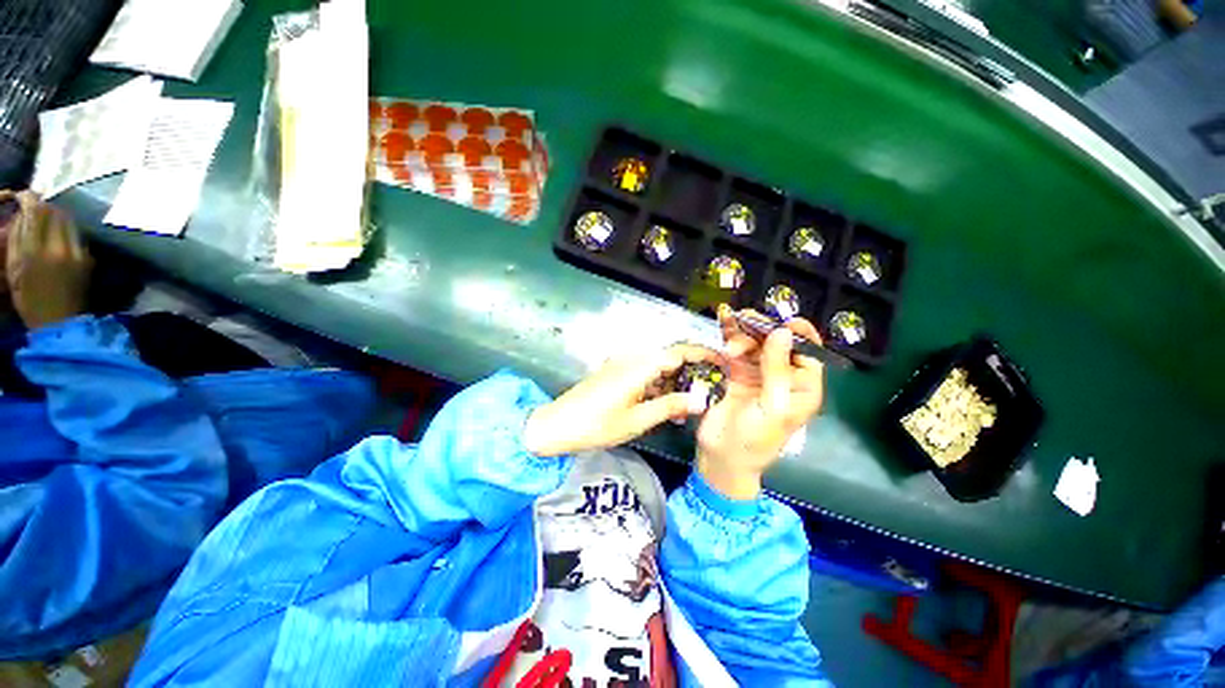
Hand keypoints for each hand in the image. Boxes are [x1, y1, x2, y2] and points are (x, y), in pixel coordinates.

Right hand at [5, 191, 92, 328]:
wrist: (60, 323)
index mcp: (34, 251)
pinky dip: (67, 229)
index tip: (23, 195)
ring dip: (57, 215)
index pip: (35, 212)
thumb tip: (22, 214)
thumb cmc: (29, 299)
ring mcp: (77, 253)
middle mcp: (58, 248)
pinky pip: (77, 235)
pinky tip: (60, 234)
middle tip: (36, 207)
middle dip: (45, 205)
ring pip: (69, 221)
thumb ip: (17, 239)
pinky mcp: (88, 259)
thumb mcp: (14, 268)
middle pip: (55, 212)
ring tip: (48, 218)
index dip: (29, 199)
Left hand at [523, 344, 722, 457]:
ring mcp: (622, 364)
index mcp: (640, 365)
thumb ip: (670, 406)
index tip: (723, 363)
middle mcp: (632, 358)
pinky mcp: (615, 373)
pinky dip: (657, 386)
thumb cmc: (598, 425)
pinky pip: (644, 374)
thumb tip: (702, 399)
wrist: (557, 425)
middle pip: (669, 357)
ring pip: (657, 366)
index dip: (703, 354)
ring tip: (687, 405)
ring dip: (674, 381)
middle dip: (691, 371)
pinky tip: (664, 405)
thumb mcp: (638, 419)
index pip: (679, 351)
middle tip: (707, 392)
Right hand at [695, 306, 825, 498]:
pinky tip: (724, 319)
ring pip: (755, 342)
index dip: (800, 334)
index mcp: (802, 387)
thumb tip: (783, 332)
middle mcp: (781, 376)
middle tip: (747, 320)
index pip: (808, 353)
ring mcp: (756, 372)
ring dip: (744, 330)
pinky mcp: (734, 372)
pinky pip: (734, 348)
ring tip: (731, 322)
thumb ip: (777, 370)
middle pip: (777, 342)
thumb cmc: (755, 439)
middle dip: (763, 329)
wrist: (721, 456)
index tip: (785, 319)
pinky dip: (729, 333)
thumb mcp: (772, 407)